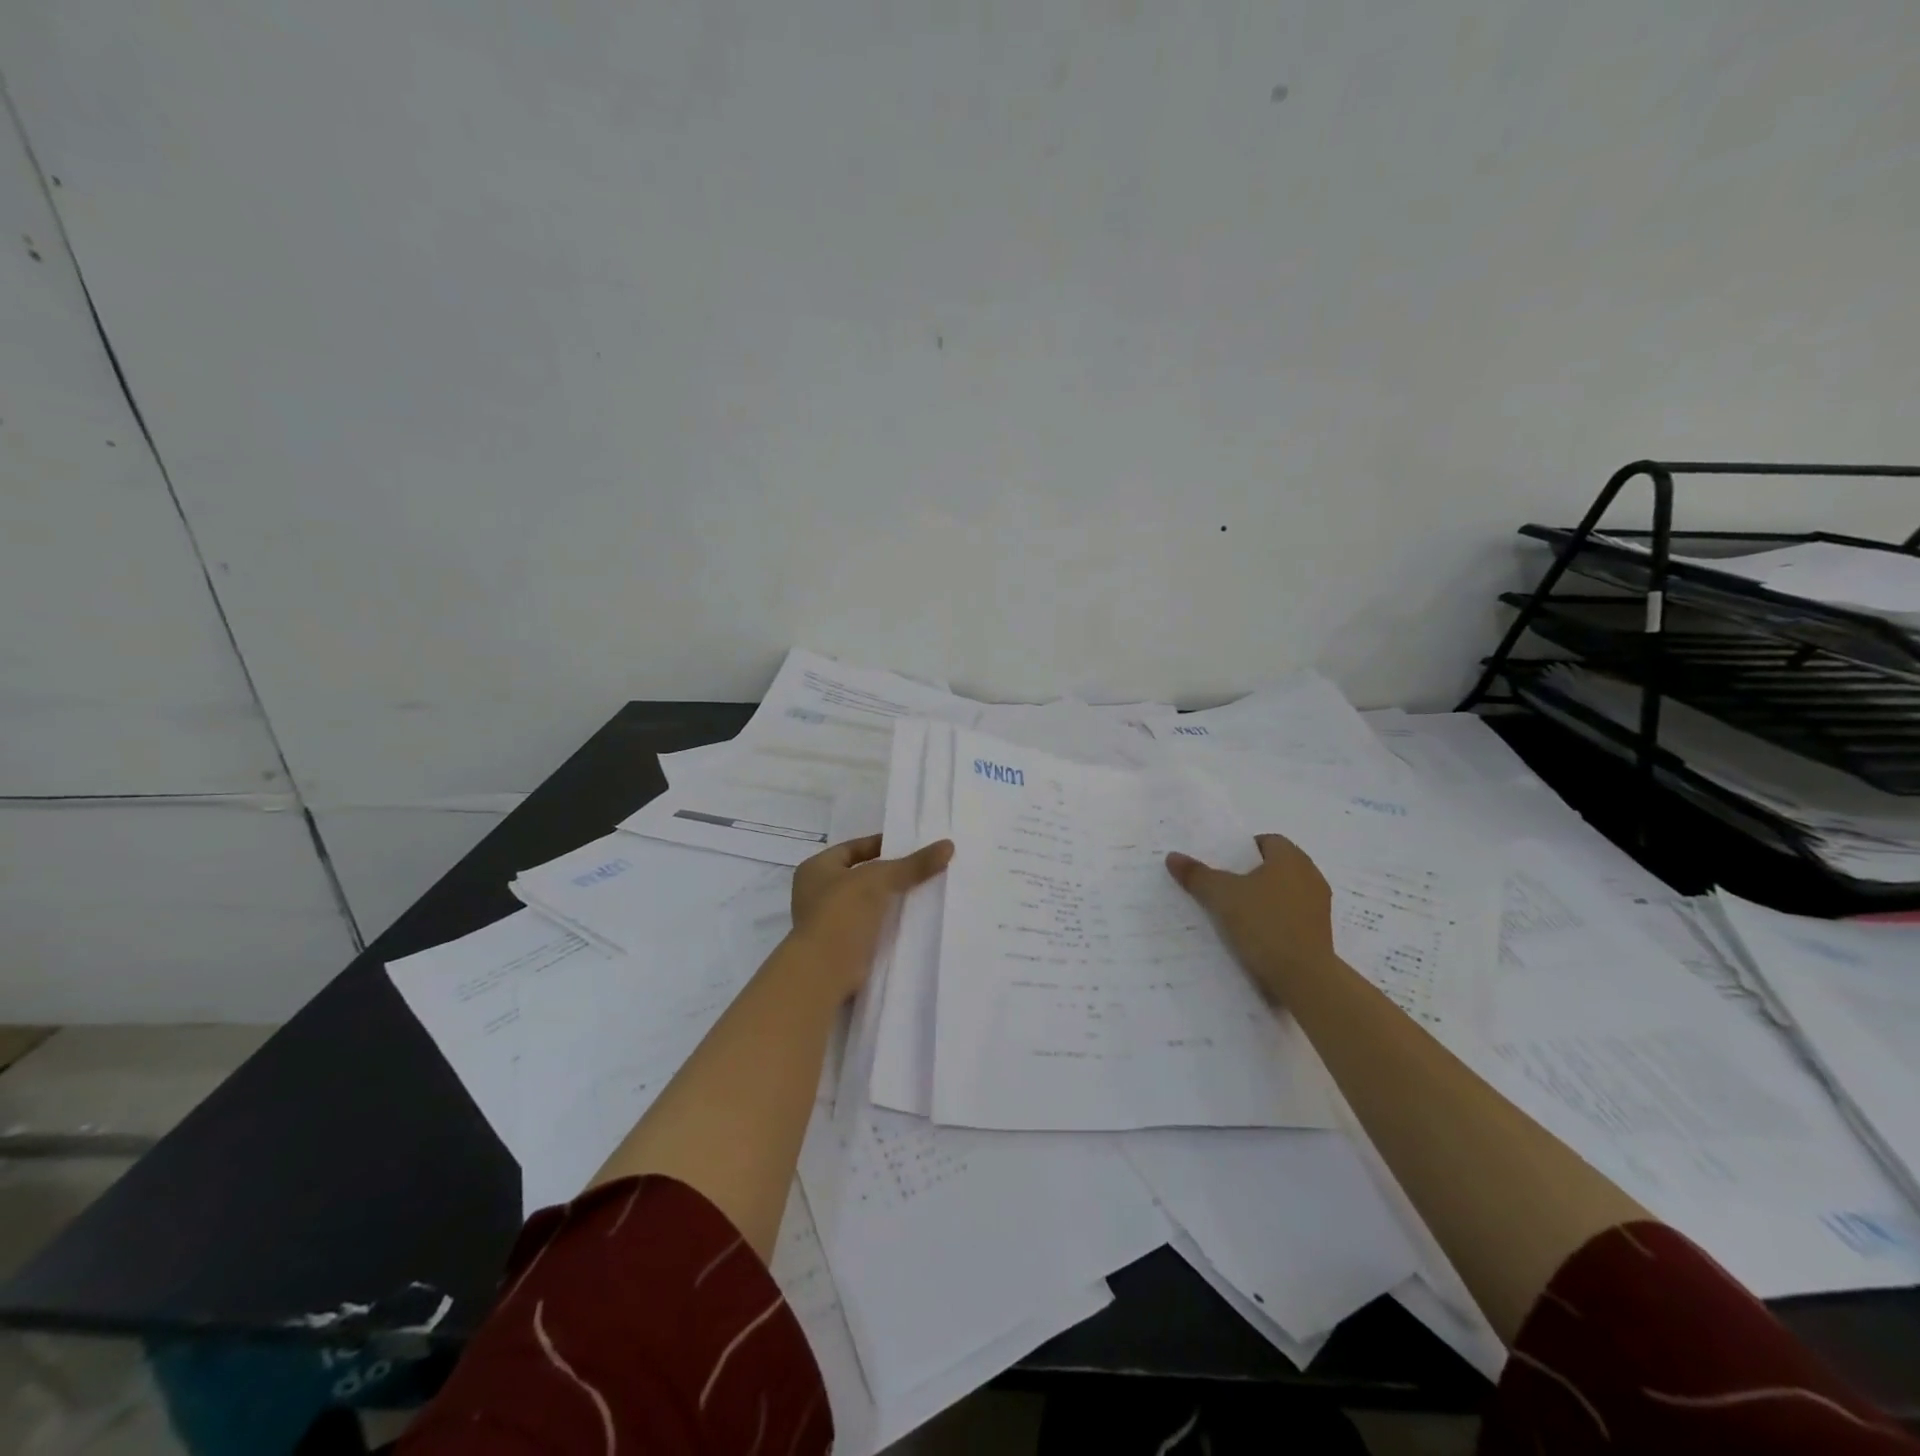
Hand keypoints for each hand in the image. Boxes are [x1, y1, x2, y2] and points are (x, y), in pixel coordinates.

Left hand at [788, 834, 954, 1000]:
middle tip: (924, 869)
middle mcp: (817, 893)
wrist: (824, 972)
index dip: (881, 844)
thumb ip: (913, 864)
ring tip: (925, 893)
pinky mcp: (842, 947)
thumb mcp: (880, 880)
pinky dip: (889, 924)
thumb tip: (948, 845)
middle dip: (891, 875)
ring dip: (891, 901)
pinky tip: (914, 921)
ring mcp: (828, 922)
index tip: (911, 846)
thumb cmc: (842, 913)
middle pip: (862, 876)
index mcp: (816, 869)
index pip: (853, 848)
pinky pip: (871, 928)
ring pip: (868, 903)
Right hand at [1166, 833, 1334, 1003]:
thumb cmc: (1263, 924)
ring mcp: (1319, 906)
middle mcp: (1311, 876)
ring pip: (1285, 892)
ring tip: (1236, 912)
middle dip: (1252, 874)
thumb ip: (1197, 875)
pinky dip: (1276, 919)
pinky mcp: (1320, 933)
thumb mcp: (1221, 896)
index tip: (1223, 866)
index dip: (1244, 850)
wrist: (1304, 977)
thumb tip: (1172, 856)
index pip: (1268, 841)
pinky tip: (1255, 934)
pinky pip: (1293, 916)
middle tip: (1224, 886)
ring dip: (1265, 898)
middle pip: (1277, 866)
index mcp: (1291, 859)